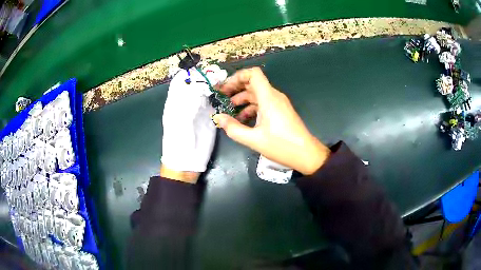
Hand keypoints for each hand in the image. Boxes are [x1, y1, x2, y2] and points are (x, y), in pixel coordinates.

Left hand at [161, 65, 226, 182]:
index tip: (205, 70)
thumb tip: (199, 83)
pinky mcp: (209, 117)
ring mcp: (198, 109)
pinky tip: (229, 94)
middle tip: (220, 74)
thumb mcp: (179, 120)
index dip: (193, 73)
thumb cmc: (178, 142)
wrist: (186, 162)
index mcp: (176, 101)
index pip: (183, 80)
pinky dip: (221, 96)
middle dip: (207, 77)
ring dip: (216, 85)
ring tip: (226, 81)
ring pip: (207, 91)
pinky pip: (215, 102)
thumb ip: (188, 101)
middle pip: (196, 84)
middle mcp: (187, 102)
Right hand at [213, 67, 329, 174]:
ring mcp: (279, 103)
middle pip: (253, 82)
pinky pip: (263, 103)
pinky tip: (243, 119)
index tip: (225, 87)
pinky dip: (252, 107)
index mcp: (268, 98)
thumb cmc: (282, 145)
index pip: (253, 74)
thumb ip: (233, 128)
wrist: (306, 154)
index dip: (237, 76)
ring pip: (257, 94)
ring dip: (243, 99)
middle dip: (236, 87)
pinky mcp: (281, 111)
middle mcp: (274, 96)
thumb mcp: (254, 139)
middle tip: (222, 97)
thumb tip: (218, 117)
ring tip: (229, 109)